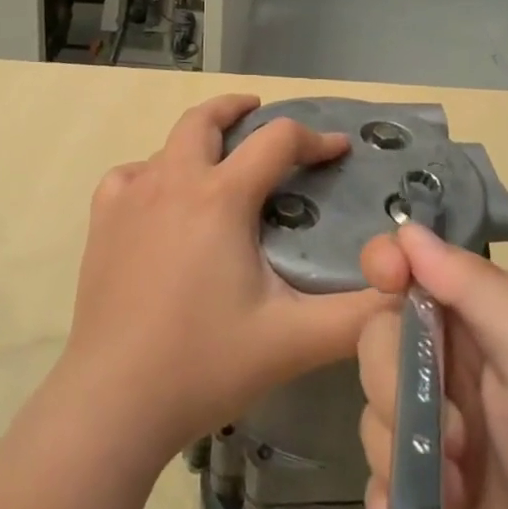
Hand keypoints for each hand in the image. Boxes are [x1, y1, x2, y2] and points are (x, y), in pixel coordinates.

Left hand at [57, 94, 392, 464]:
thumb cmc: (205, 363)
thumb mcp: (293, 340)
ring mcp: (131, 197)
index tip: (339, 149)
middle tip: (260, 114)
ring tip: (218, 161)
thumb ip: (357, 315)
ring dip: (198, 141)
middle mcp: (173, 181)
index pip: (277, 141)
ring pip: (168, 145)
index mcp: (221, 197)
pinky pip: (129, 175)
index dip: (315, 139)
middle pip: (205, 118)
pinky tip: (160, 198)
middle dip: (237, 107)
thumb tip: (405, 289)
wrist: (114, 401)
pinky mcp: (102, 221)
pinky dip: (151, 172)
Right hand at [357, 225, 507, 508]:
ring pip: (375, 402)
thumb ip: (476, 289)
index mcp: (499, 324)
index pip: (426, 269)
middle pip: (384, 334)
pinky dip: (390, 493)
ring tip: (457, 491)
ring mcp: (445, 437)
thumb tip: (408, 229)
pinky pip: (377, 474)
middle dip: (398, 376)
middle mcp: (466, 370)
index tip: (382, 279)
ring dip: (402, 445)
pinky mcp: (431, 501)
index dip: (393, 265)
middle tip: (450, 428)